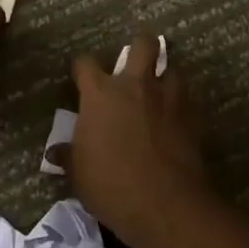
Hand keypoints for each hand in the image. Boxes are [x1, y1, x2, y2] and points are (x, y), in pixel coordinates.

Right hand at [68, 32, 206, 238]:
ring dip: (165, 77)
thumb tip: (55, 152)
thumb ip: (69, 156)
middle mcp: (136, 86)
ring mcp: (168, 98)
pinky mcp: (192, 115)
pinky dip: (181, 105)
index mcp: (101, 94)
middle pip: (143, 44)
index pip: (86, 63)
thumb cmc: (111, 186)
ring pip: (172, 69)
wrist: (164, 203)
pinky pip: (187, 99)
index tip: (81, 77)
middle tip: (135, 61)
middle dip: (140, 45)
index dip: (82, 67)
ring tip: (160, 92)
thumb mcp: (79, 175)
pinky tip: (176, 120)